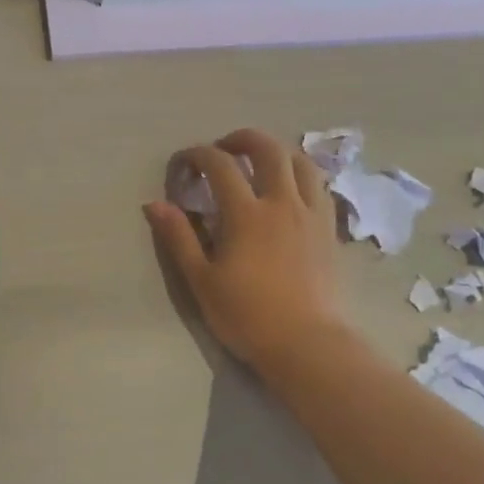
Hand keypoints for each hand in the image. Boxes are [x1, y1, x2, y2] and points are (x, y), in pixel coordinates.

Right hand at [143, 128, 348, 366]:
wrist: (308, 345)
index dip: (197, 155)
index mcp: (246, 214)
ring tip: (258, 163)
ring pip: (300, 161)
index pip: (220, 164)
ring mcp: (311, 214)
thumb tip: (155, 203)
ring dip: (276, 151)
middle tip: (222, 149)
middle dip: (241, 139)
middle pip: (267, 148)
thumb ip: (179, 237)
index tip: (183, 165)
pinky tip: (289, 188)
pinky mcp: (329, 229)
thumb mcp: (201, 280)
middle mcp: (282, 203)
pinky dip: (300, 174)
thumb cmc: (247, 315)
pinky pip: (319, 185)